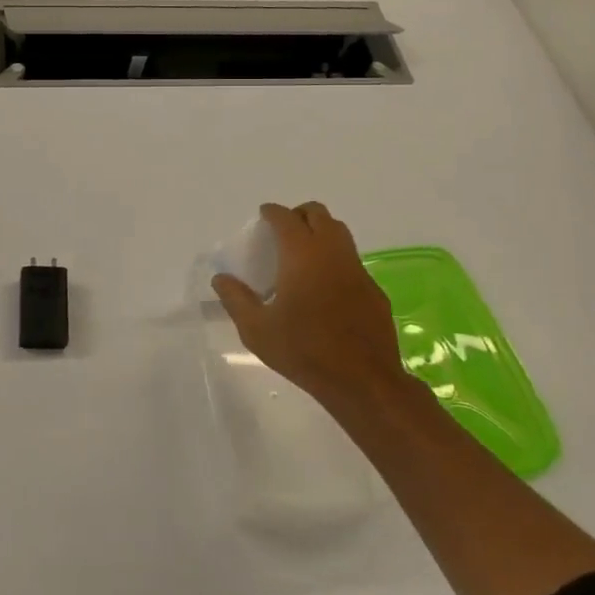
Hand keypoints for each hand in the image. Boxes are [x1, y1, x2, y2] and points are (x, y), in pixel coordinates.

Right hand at [211, 201, 407, 407]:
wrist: (362, 381)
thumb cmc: (304, 351)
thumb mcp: (257, 329)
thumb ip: (235, 299)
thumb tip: (221, 279)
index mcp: (302, 255)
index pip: (286, 218)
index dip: (272, 212)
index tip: (263, 216)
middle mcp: (332, 253)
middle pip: (318, 214)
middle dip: (299, 214)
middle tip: (283, 232)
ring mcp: (357, 270)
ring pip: (340, 233)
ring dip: (320, 232)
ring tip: (302, 254)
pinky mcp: (373, 290)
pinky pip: (352, 261)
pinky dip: (335, 259)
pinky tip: (325, 287)